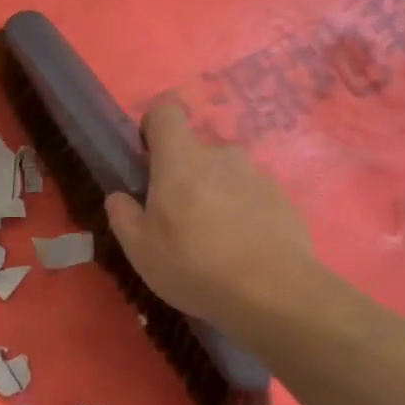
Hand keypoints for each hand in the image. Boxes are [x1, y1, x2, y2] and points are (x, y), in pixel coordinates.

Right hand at [105, 97, 316, 327]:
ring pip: (225, 175)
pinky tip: (243, 250)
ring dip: (215, 195)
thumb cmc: (194, 265)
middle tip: (178, 219)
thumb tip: (120, 196)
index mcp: (180, 158)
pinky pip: (252, 196)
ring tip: (215, 241)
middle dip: (184, 176)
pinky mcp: (283, 199)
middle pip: (195, 151)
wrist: (274, 294)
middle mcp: (221, 155)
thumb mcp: (140, 249)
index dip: (153, 126)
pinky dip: (243, 213)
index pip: (165, 110)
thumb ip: (123, 215)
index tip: (148, 158)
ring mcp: (257, 175)